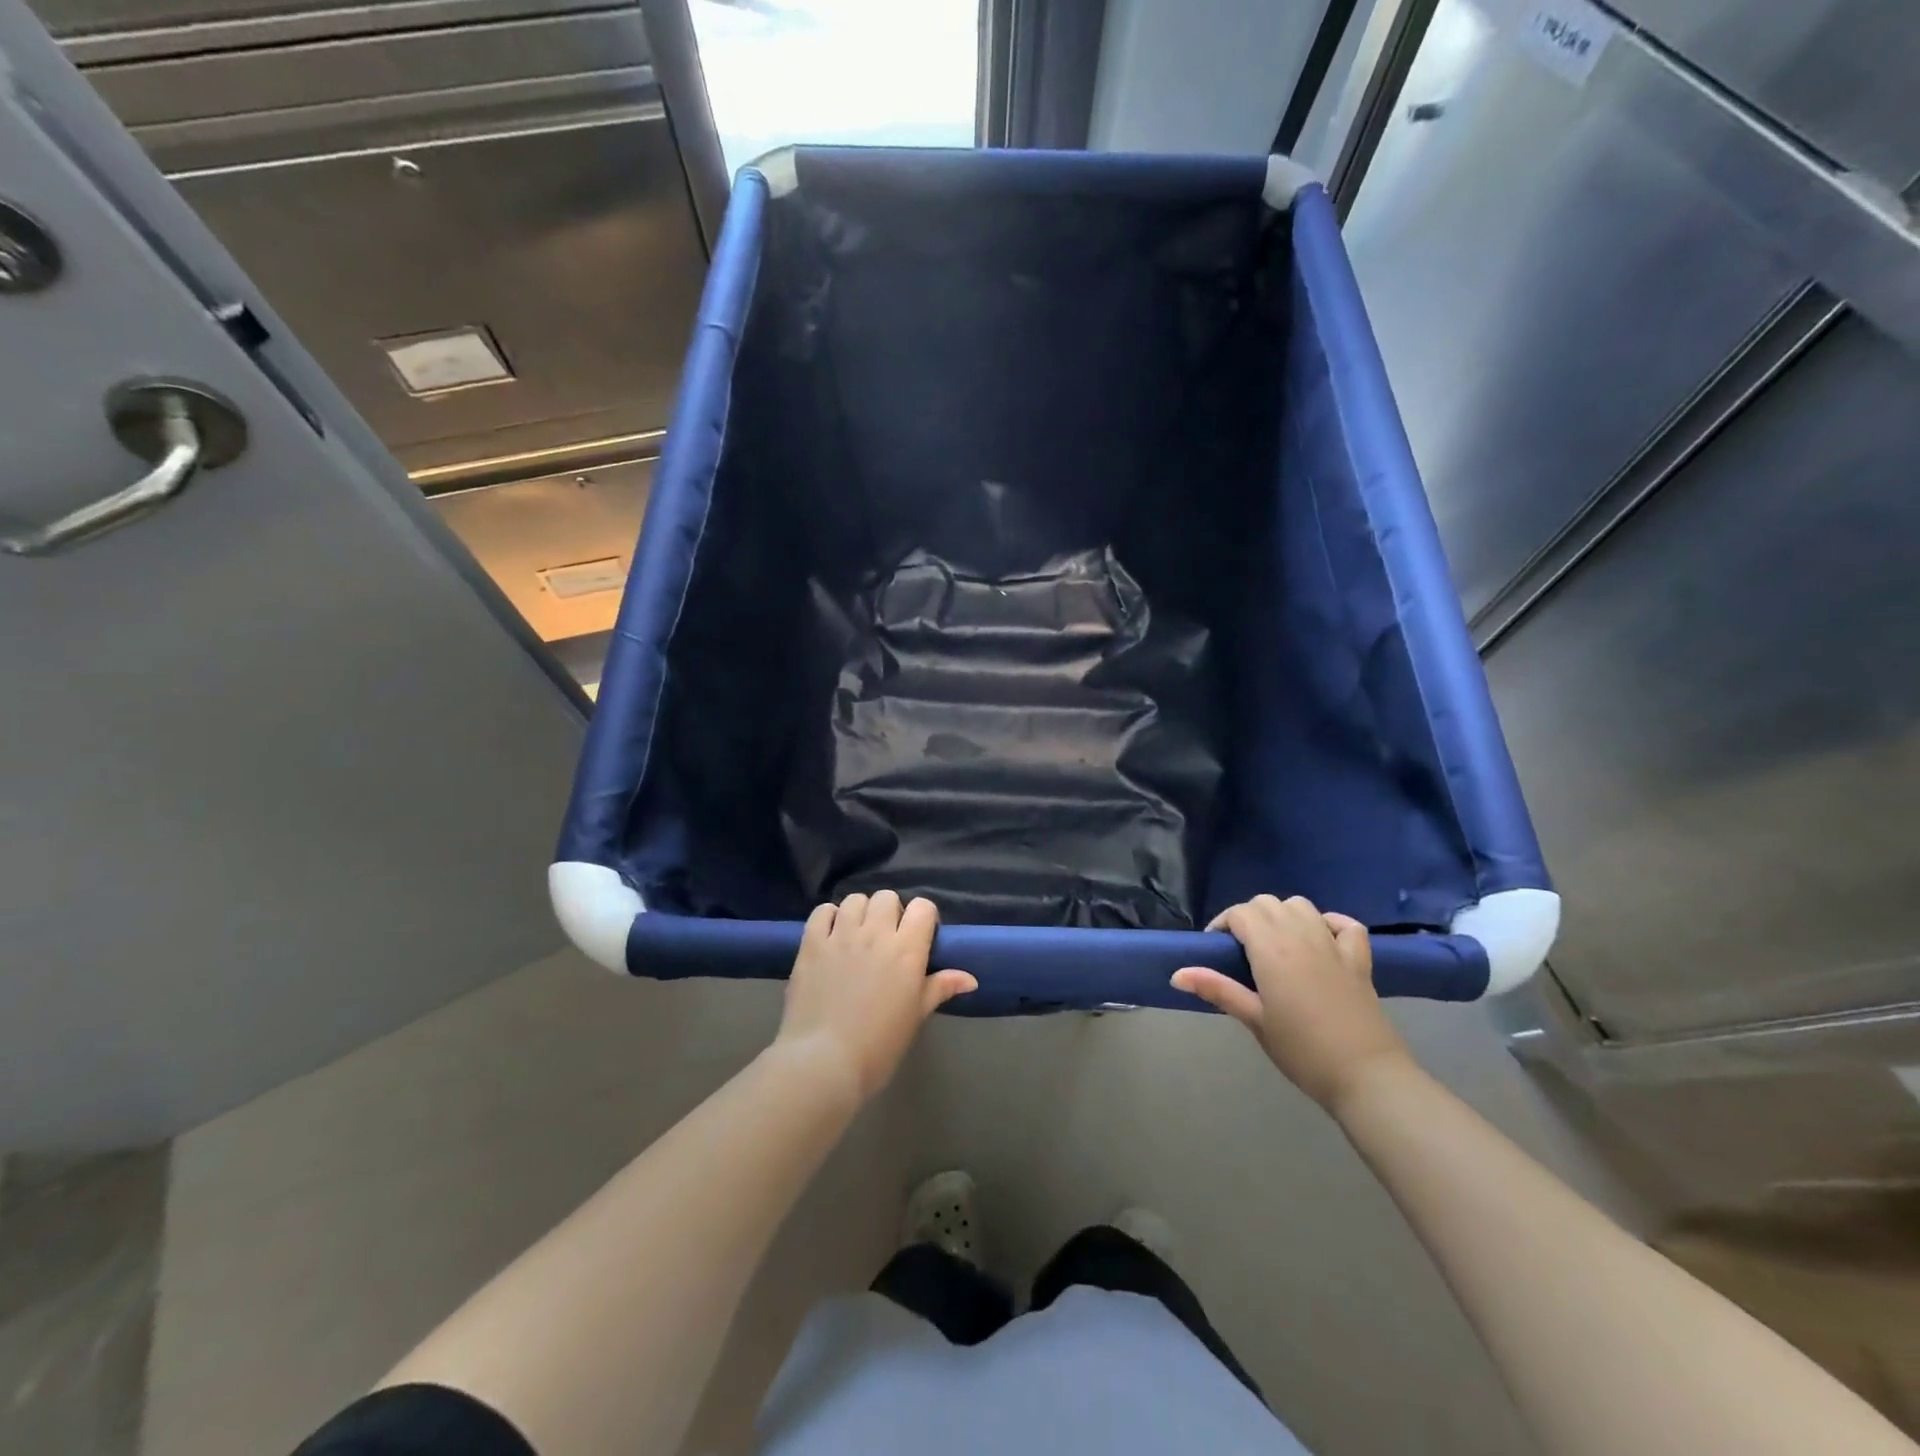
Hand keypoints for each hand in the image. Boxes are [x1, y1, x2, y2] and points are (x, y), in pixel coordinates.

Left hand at [774, 891, 976, 1103]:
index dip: (923, 918)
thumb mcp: (915, 1017)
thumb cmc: (878, 1045)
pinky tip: (831, 935)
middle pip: (887, 897)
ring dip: (860, 912)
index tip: (919, 937)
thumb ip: (940, 988)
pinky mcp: (812, 943)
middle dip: (890, 912)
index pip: (923, 907)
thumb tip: (970, 978)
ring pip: (855, 899)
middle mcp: (875, 933)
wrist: (824, 1062)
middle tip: (886, 938)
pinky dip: (829, 917)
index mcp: (907, 950)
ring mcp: (841, 935)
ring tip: (857, 935)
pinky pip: (822, 911)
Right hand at [1171, 894, 1412, 1110]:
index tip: (1216, 949)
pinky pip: (1345, 924)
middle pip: (1268, 903)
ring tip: (1276, 943)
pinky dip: (1329, 923)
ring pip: (1301, 905)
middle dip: (1249, 916)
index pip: (1241, 913)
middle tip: (1242, 949)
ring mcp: (1333, 945)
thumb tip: (1176, 974)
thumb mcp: (1254, 1021)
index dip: (1223, 924)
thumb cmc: (1303, 1050)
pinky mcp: (1359, 960)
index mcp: (1272, 949)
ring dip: (1283, 914)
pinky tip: (1321, 939)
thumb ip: (1218, 989)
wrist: (1366, 1076)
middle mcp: (1301, 936)